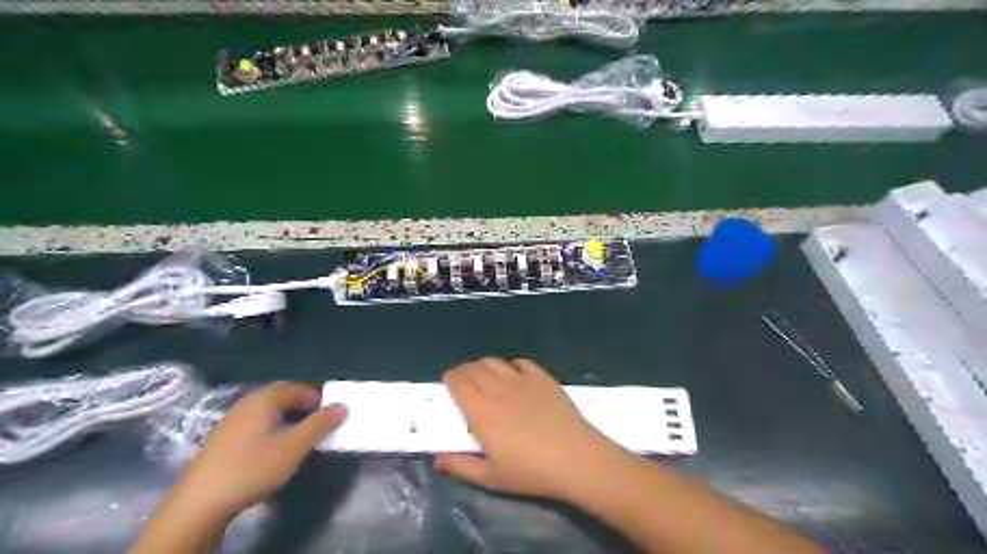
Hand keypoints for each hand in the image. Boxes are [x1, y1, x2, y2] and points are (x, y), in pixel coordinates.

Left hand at [162, 380, 345, 522]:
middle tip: (316, 421)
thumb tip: (342, 406)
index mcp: (263, 401)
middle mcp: (244, 405)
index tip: (329, 411)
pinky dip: (269, 428)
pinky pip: (252, 425)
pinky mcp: (220, 442)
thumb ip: (320, 424)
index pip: (294, 387)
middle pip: (278, 396)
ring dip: (285, 417)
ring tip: (298, 435)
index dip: (314, 396)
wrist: (198, 504)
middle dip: (300, 404)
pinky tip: (271, 448)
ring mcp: (229, 423)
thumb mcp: (294, 447)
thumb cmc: (252, 468)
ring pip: (264, 411)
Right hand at [433, 358, 618, 501]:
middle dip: (464, 371)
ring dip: (484, 365)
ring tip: (484, 376)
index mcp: (481, 410)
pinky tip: (513, 375)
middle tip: (463, 381)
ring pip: (495, 362)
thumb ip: (460, 467)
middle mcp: (498, 388)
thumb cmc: (530, 472)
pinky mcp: (542, 378)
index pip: (458, 382)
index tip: (448, 383)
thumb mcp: (490, 478)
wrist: (575, 458)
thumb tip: (437, 459)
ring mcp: (522, 380)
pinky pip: (521, 362)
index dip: (450, 378)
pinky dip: (511, 365)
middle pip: (474, 368)